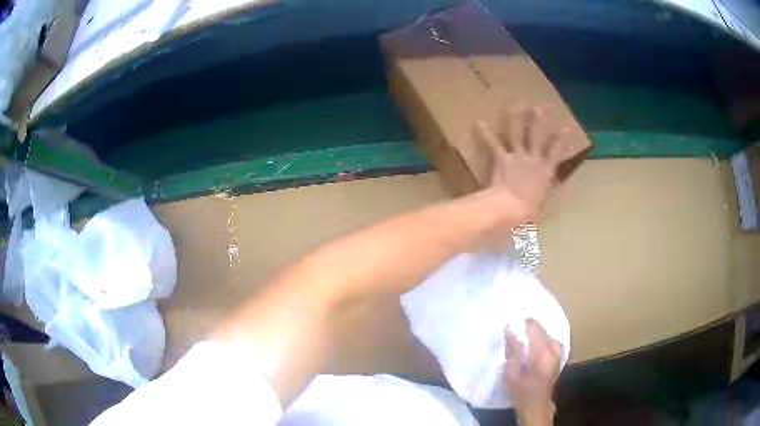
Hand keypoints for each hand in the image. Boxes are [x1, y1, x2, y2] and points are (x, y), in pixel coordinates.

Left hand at [472, 107, 568, 220]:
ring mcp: (517, 157)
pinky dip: (485, 133)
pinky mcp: (502, 159)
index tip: (567, 126)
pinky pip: (493, 143)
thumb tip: (553, 194)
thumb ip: (548, 198)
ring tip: (511, 106)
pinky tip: (478, 122)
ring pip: (516, 133)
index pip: (556, 152)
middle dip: (538, 121)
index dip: (562, 140)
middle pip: (536, 136)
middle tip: (539, 107)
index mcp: (545, 171)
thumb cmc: (528, 213)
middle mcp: (533, 159)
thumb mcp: (542, 209)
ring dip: (514, 119)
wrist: (510, 209)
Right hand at [503, 319, 562, 425]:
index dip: (522, 324)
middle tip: (515, 340)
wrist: (536, 406)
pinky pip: (549, 343)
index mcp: (543, 350)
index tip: (512, 327)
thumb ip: (512, 349)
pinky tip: (531, 353)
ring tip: (523, 348)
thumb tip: (509, 328)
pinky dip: (540, 344)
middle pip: (541, 330)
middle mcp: (554, 348)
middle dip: (528, 333)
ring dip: (534, 339)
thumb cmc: (522, 391)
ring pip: (545, 336)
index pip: (534, 326)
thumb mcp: (512, 372)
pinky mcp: (559, 358)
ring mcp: (559, 353)